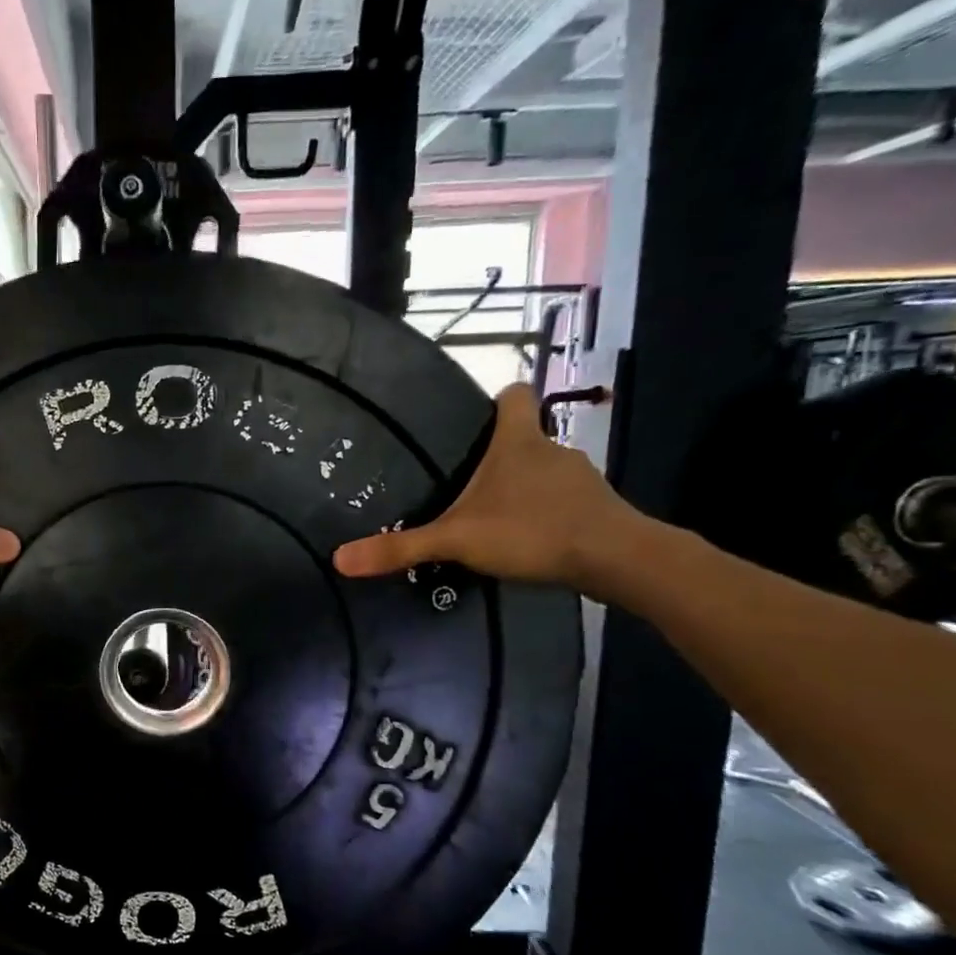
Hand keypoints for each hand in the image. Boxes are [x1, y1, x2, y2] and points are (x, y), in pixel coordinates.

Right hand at [332, 383, 637, 592]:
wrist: (616, 559)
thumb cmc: (532, 530)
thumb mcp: (457, 539)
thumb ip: (400, 548)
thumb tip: (339, 559)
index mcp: (518, 441)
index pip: (515, 395)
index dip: (498, 399)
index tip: (477, 416)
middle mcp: (552, 449)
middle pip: (525, 436)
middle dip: (500, 454)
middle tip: (465, 480)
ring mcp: (580, 478)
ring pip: (544, 471)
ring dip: (522, 487)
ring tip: (493, 516)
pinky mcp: (596, 508)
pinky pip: (563, 500)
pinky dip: (545, 513)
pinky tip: (527, 539)